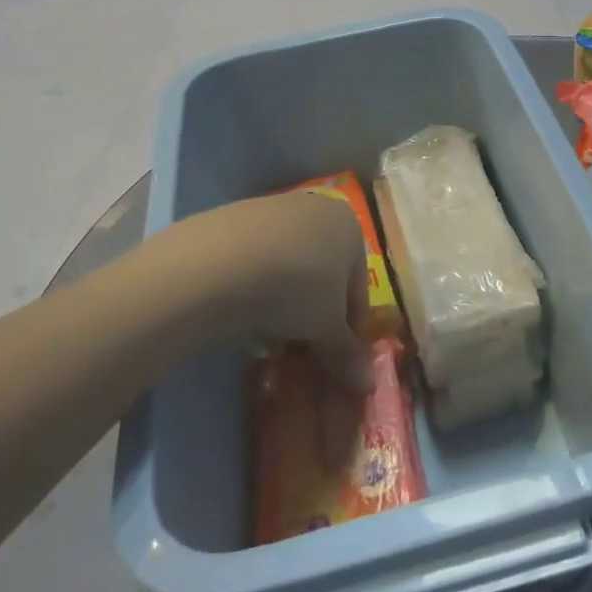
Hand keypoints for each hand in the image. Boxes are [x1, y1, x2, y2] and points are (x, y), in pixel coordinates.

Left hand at [218, 193, 373, 392]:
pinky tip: (244, 313)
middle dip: (316, 313)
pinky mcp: (235, 217)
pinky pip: (257, 259)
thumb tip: (368, 384)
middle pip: (324, 272)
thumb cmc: (297, 287)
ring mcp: (274, 209)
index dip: (351, 328)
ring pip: (290, 265)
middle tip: (303, 350)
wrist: (222, 261)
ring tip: (270, 338)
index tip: (339, 359)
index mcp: (350, 225)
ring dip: (286, 301)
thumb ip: (347, 352)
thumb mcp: (328, 327)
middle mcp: (317, 208)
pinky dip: (256, 286)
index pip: (359, 287)